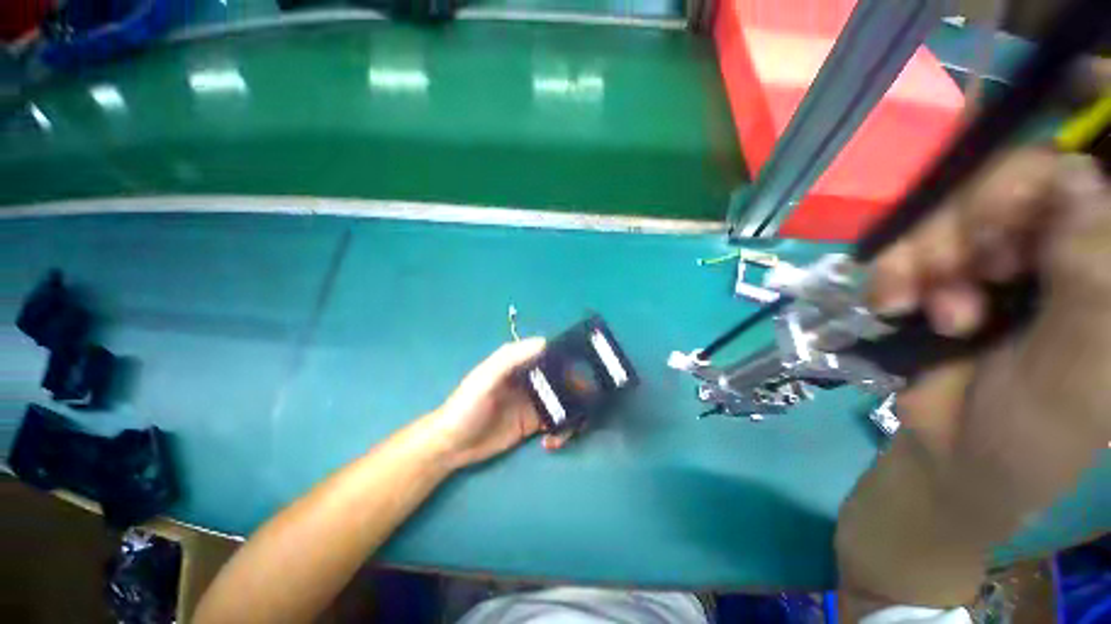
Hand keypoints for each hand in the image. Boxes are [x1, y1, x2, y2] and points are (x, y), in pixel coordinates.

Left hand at [430, 338, 575, 469]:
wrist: (452, 445)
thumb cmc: (466, 405)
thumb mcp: (485, 378)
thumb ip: (510, 359)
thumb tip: (544, 342)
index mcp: (519, 364)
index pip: (549, 354)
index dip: (569, 358)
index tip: (587, 366)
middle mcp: (530, 380)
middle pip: (561, 378)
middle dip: (577, 389)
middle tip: (589, 402)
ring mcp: (533, 402)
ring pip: (563, 401)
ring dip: (573, 413)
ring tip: (570, 429)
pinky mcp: (533, 424)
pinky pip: (556, 423)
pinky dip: (562, 431)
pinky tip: (552, 442)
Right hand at [868, 149, 1110, 456]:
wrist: (955, 452)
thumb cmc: (1038, 430)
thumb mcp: (1081, 366)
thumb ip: (1093, 273)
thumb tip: (1073, 179)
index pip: (1110, 164)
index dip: (1094, 123)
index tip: (1071, 104)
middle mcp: (1068, 239)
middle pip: (1027, 171)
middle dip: (985, 211)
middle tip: (973, 265)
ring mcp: (1005, 251)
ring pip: (960, 203)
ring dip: (931, 251)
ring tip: (931, 305)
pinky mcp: (948, 268)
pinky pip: (914, 240)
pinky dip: (898, 268)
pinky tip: (897, 302)